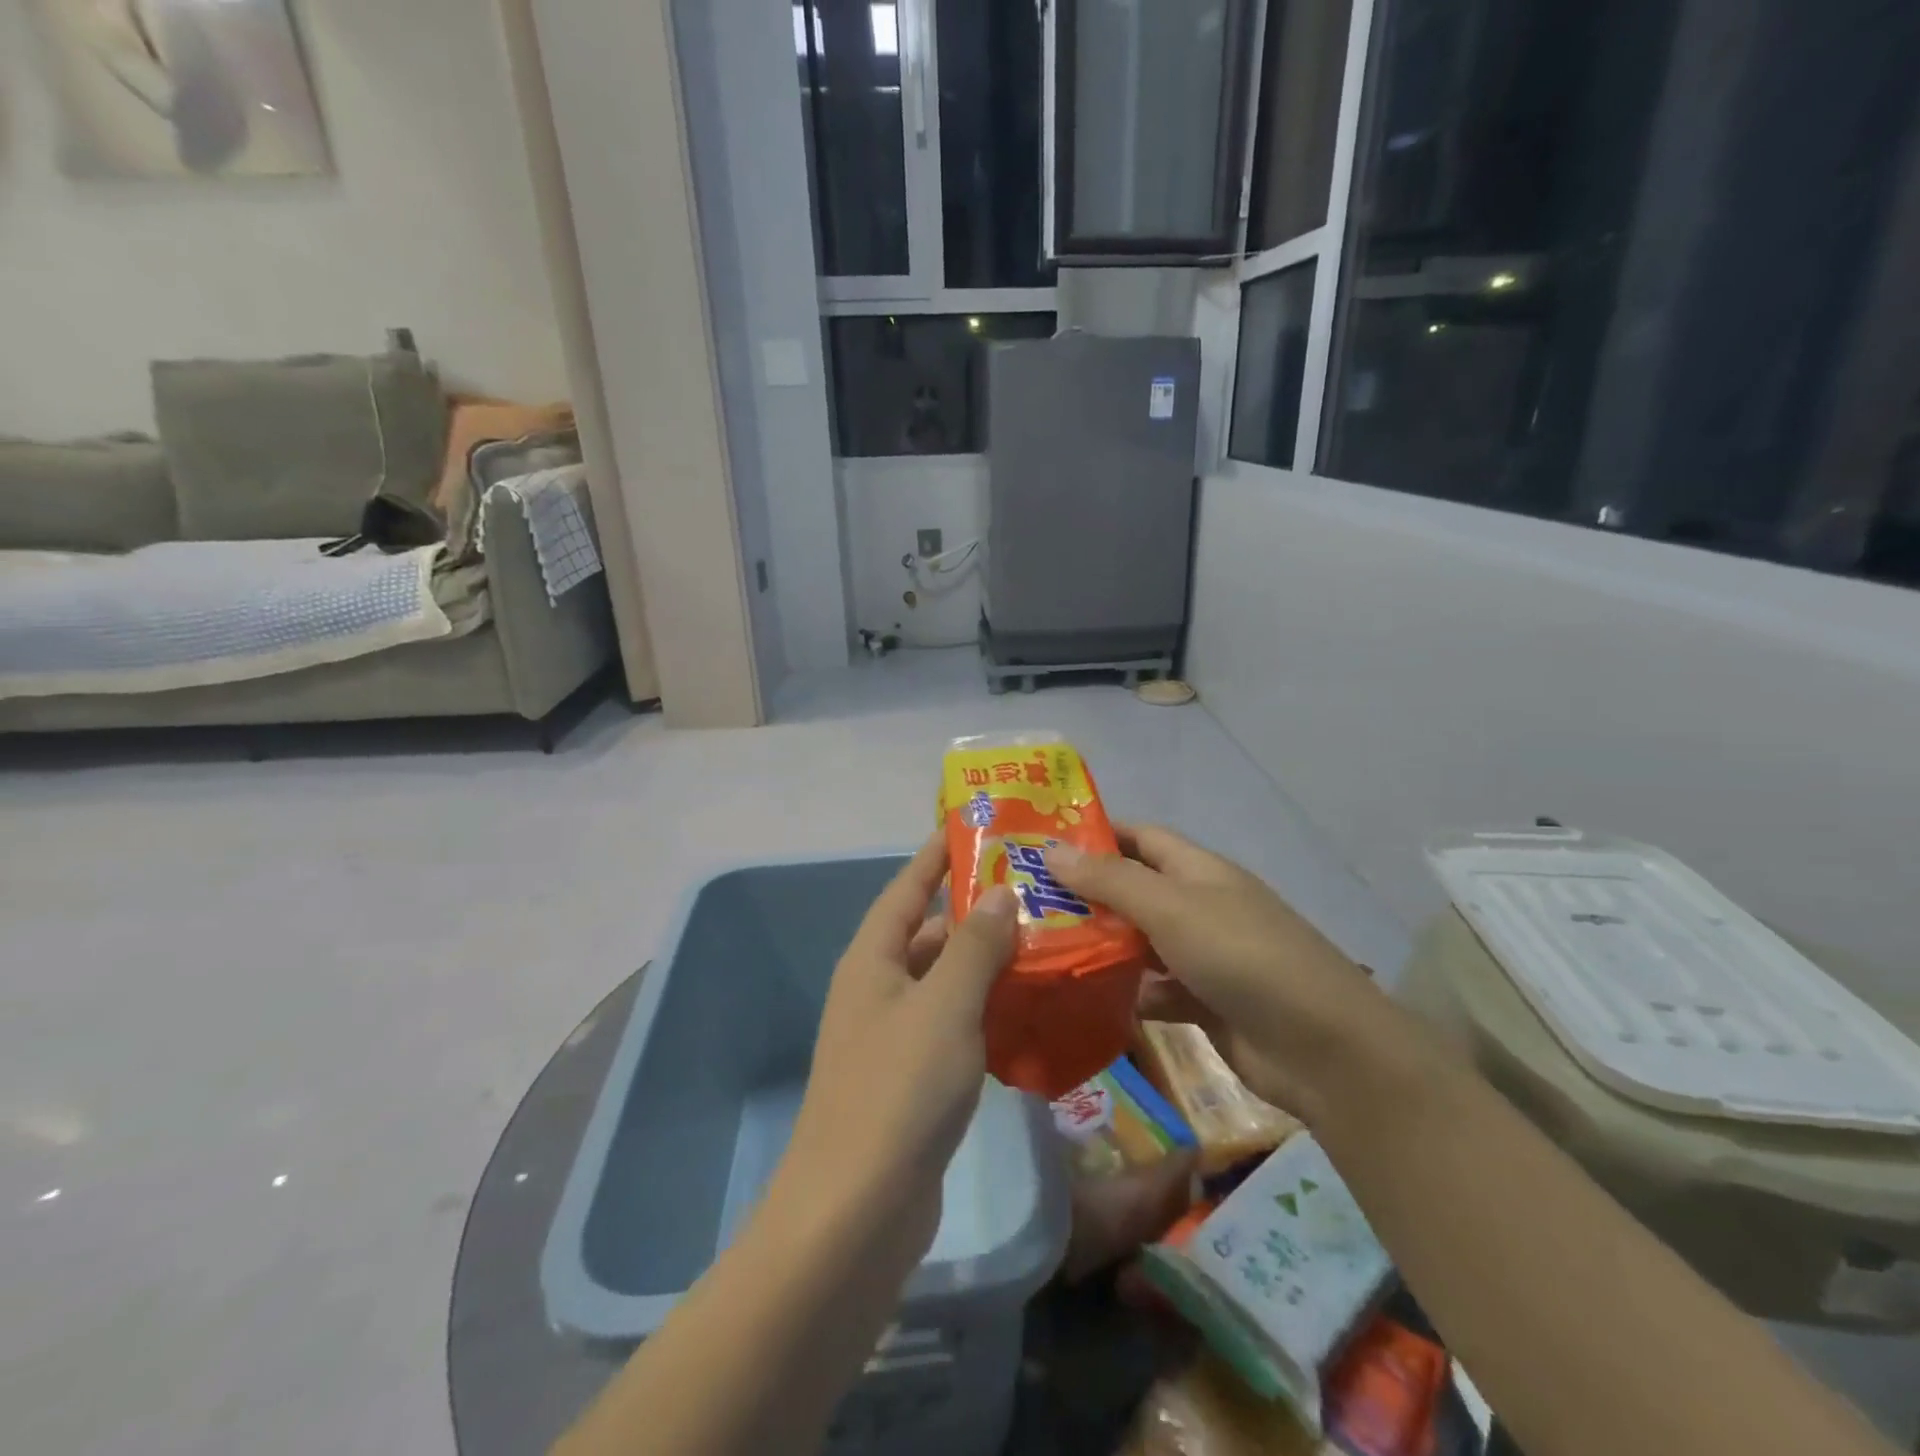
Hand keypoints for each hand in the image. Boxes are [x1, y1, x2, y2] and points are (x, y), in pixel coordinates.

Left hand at [769, 836, 1017, 1277]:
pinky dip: (985, 1010)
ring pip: (945, 980)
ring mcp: (892, 1036)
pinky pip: (953, 1025)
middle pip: (927, 932)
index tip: (974, 825)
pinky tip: (1028, 1009)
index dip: (937, 854)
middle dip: (975, 909)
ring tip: (1043, 940)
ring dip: (986, 962)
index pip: (907, 887)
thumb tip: (999, 892)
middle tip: (1033, 889)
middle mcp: (876, 989)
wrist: (856, 1211)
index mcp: (872, 959)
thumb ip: (974, 945)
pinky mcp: (912, 1079)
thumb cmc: (899, 1089)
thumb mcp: (944, 1005)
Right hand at [1046, 825, 1384, 1122]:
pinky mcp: (1203, 1004)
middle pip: (1134, 890)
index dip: (1095, 835)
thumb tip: (1050, 850)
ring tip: (1039, 949)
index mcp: (1197, 871)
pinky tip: (1083, 1000)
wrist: (1323, 1049)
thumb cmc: (1243, 956)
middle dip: (1085, 894)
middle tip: (1025, 903)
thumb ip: (1110, 880)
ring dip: (1099, 945)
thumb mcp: (1171, 908)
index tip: (1042, 843)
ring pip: (1139, 943)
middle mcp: (1198, 907)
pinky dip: (1124, 993)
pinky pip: (1153, 990)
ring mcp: (1202, 957)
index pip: (1139, 837)